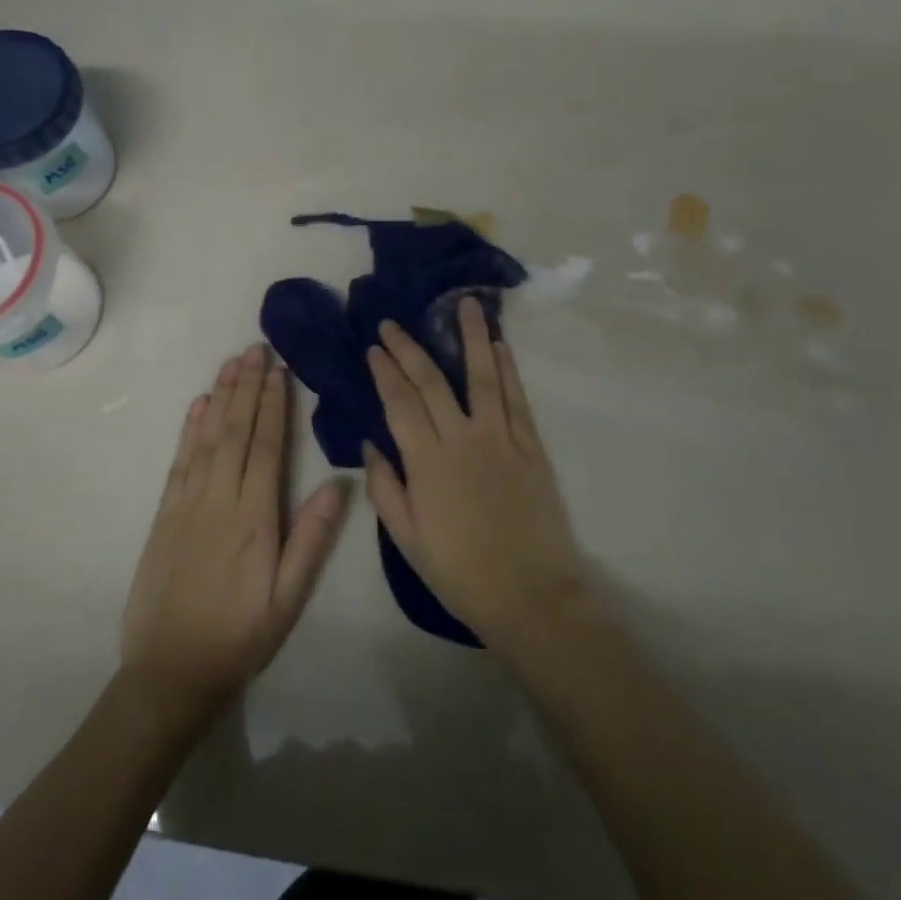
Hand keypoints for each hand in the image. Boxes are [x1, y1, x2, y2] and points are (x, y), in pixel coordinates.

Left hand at [122, 345, 349, 708]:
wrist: (170, 672)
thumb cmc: (240, 635)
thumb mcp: (288, 598)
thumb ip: (311, 539)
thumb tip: (338, 484)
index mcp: (254, 517)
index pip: (266, 447)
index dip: (274, 405)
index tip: (279, 369)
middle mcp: (219, 499)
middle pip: (235, 431)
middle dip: (248, 386)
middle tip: (256, 348)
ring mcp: (187, 504)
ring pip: (206, 438)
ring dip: (221, 397)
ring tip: (232, 363)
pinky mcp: (164, 515)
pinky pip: (178, 462)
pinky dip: (189, 429)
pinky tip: (198, 406)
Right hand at [363, 299, 586, 650]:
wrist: (529, 594)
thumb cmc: (460, 572)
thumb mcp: (407, 539)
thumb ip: (385, 488)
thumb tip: (369, 446)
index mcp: (426, 462)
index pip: (399, 403)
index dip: (384, 372)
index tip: (373, 348)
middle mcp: (461, 439)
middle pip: (431, 381)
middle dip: (409, 348)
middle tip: (393, 323)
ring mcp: (500, 438)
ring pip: (482, 376)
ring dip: (471, 337)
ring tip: (464, 304)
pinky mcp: (530, 446)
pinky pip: (516, 399)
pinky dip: (507, 369)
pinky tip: (499, 346)